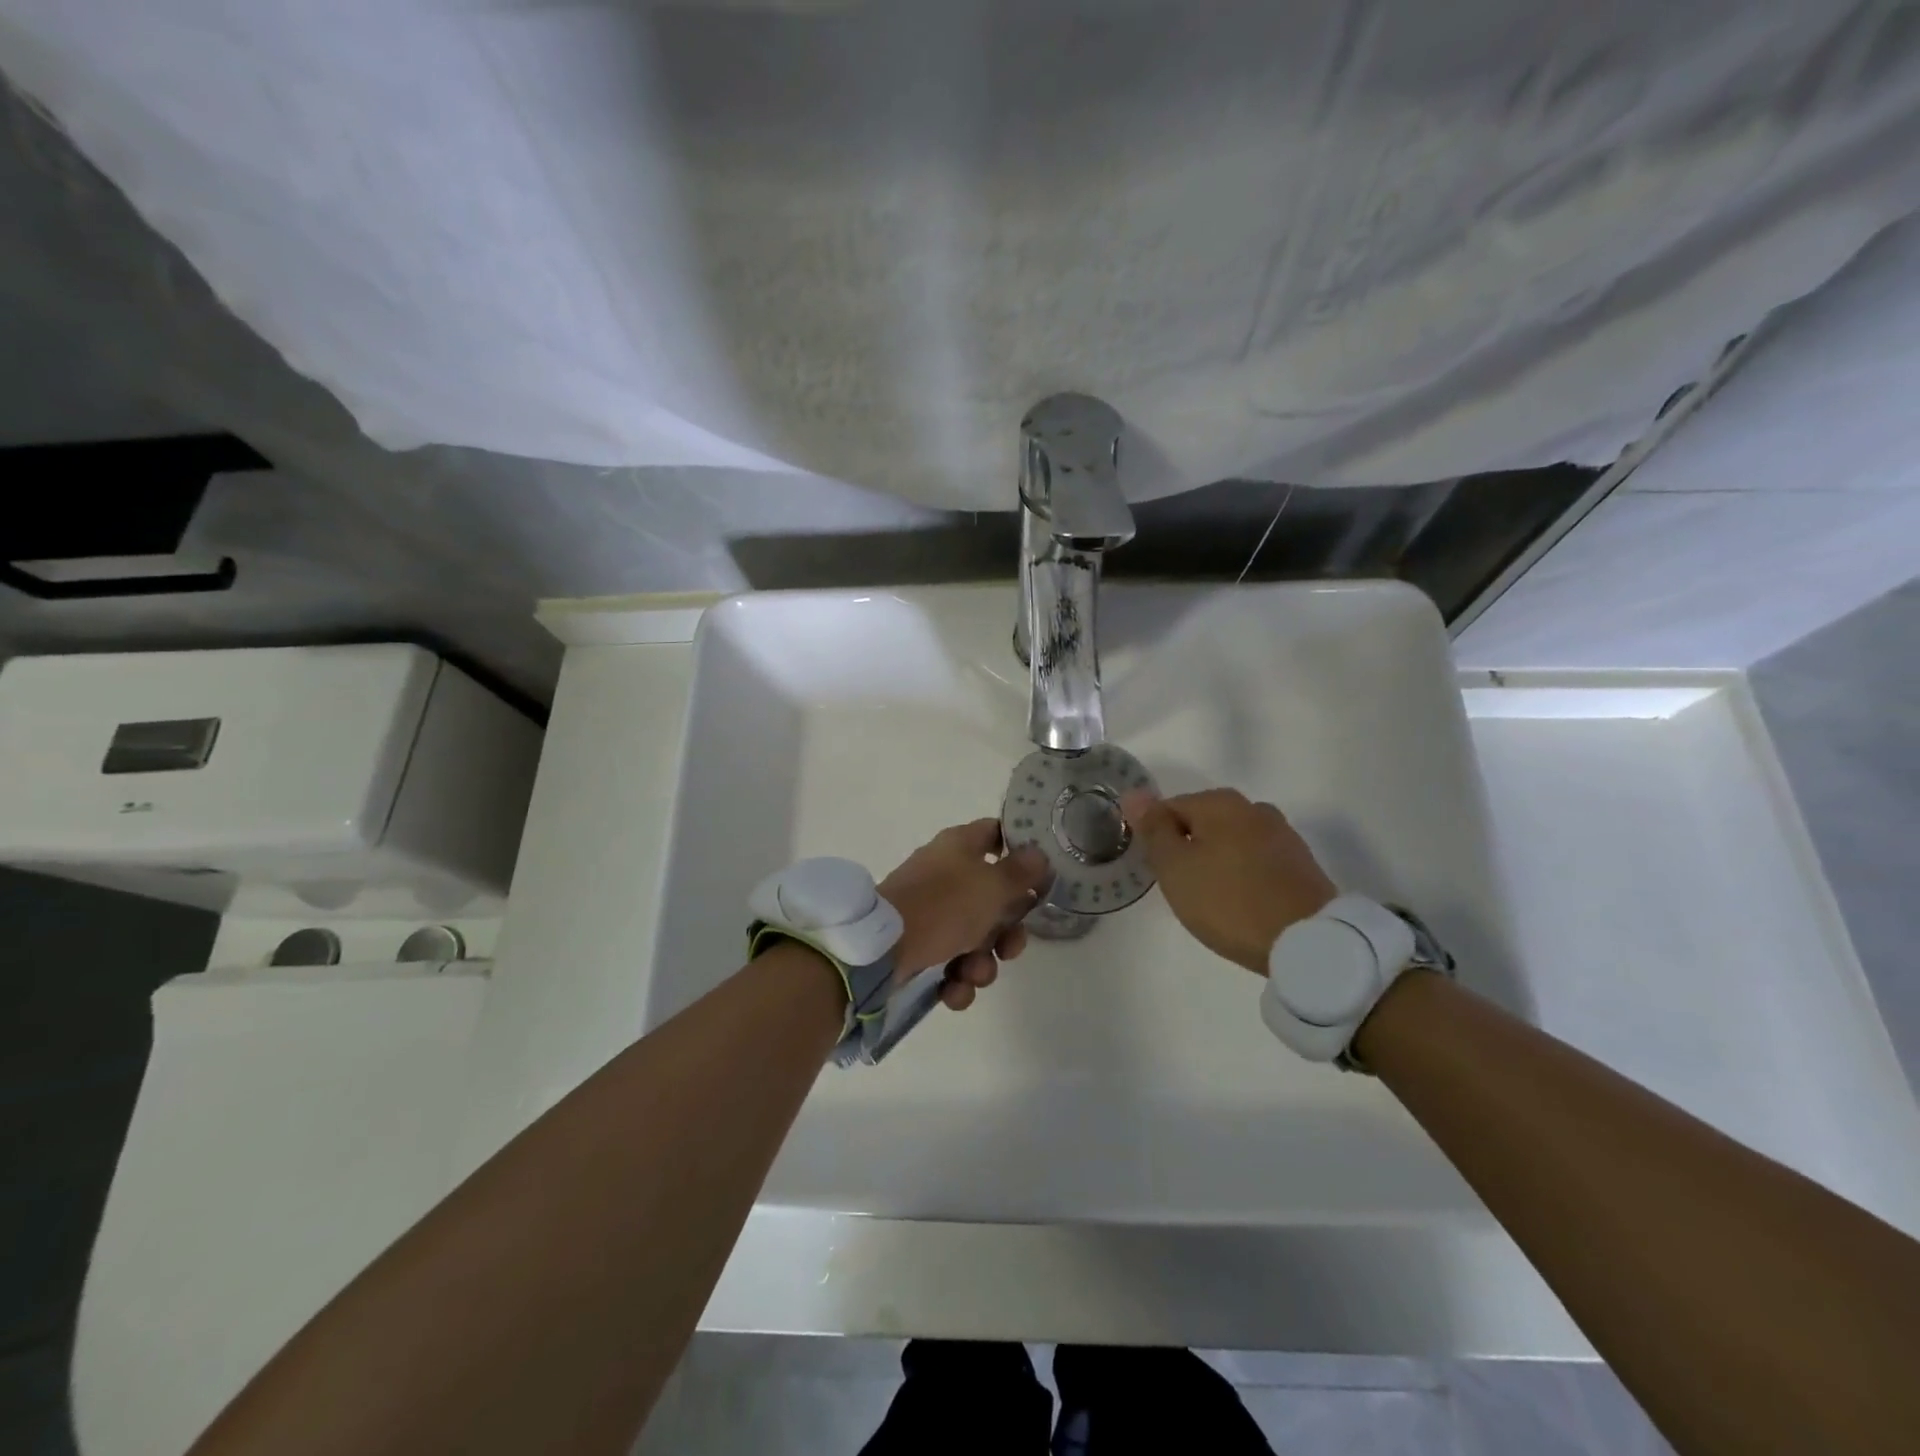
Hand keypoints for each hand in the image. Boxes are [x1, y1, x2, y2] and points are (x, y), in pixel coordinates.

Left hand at [879, 819, 1053, 1008]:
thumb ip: (1021, 872)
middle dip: (1006, 932)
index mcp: (960, 846)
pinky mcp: (917, 942)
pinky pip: (950, 960)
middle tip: (1009, 948)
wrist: (881, 949)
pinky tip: (952, 991)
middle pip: (992, 898)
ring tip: (973, 975)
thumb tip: (1038, 854)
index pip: (996, 834)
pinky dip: (956, 979)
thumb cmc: (943, 906)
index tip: (1040, 878)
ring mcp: (930, 908)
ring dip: (983, 963)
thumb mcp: (992, 886)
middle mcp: (946, 872)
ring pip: (974, 936)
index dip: (1021, 852)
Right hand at [1121, 788, 1336, 974]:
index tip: (1159, 873)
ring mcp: (1282, 835)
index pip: (1169, 808)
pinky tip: (1241, 903)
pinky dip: (1243, 876)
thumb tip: (1134, 794)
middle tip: (1181, 888)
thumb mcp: (1175, 867)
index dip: (1156, 839)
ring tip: (1212, 899)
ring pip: (1231, 842)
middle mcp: (1253, 808)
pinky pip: (1257, 861)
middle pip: (1202, 823)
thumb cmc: (1229, 901)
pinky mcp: (1301, 864)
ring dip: (1216, 862)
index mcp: (1220, 802)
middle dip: (1187, 850)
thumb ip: (1154, 829)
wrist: (1309, 942)